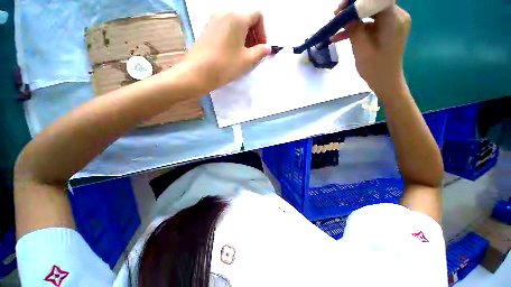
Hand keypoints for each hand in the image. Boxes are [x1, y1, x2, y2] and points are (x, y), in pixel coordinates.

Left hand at [181, 11, 270, 92]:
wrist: (198, 73)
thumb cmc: (225, 66)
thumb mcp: (247, 60)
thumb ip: (261, 52)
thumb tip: (268, 48)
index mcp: (237, 16)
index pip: (257, 15)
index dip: (263, 31)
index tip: (261, 48)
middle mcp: (225, 11)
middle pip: (246, 17)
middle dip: (254, 34)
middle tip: (253, 52)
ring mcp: (214, 18)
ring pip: (236, 22)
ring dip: (244, 36)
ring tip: (243, 54)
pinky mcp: (208, 27)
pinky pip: (226, 26)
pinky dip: (233, 36)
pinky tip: (232, 51)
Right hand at [331, 3, 410, 94]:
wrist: (385, 80)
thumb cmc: (375, 67)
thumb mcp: (361, 48)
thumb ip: (354, 29)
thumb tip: (343, 14)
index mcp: (394, 19)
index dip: (358, 0)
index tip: (342, 7)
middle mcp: (396, 16)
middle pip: (373, 4)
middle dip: (353, 8)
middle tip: (336, 16)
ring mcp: (391, 23)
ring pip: (369, 13)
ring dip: (352, 19)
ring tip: (335, 26)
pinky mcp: (386, 29)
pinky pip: (370, 24)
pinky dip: (356, 28)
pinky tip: (340, 35)